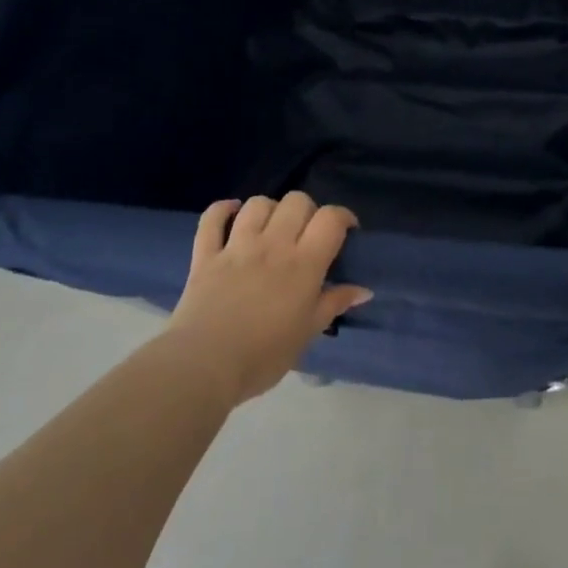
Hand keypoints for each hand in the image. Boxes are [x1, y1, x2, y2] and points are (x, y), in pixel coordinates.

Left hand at [163, 193, 371, 407]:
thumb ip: (334, 304)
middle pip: (296, 201)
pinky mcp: (205, 255)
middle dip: (308, 211)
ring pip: (257, 204)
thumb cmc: (264, 355)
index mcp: (303, 264)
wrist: (204, 366)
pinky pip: (211, 218)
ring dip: (270, 210)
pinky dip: (222, 210)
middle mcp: (272, 245)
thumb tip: (363, 290)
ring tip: (272, 228)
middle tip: (308, 234)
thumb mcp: (308, 332)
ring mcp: (236, 246)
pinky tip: (231, 213)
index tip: (347, 231)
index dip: (343, 217)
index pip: (330, 219)